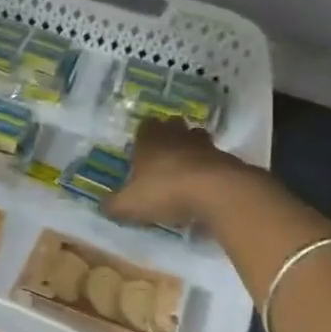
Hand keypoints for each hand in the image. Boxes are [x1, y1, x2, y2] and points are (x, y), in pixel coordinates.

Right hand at [107, 118, 246, 228]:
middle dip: (169, 138)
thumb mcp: (130, 204)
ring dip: (191, 151)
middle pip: (173, 126)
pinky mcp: (227, 159)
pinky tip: (205, 188)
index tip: (140, 150)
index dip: (143, 136)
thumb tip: (103, 206)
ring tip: (185, 172)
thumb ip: (114, 205)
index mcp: (150, 139)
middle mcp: (177, 135)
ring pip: (196, 139)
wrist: (217, 192)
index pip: (145, 125)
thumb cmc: (165, 191)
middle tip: (163, 157)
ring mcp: (205, 145)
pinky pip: (214, 160)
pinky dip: (209, 170)